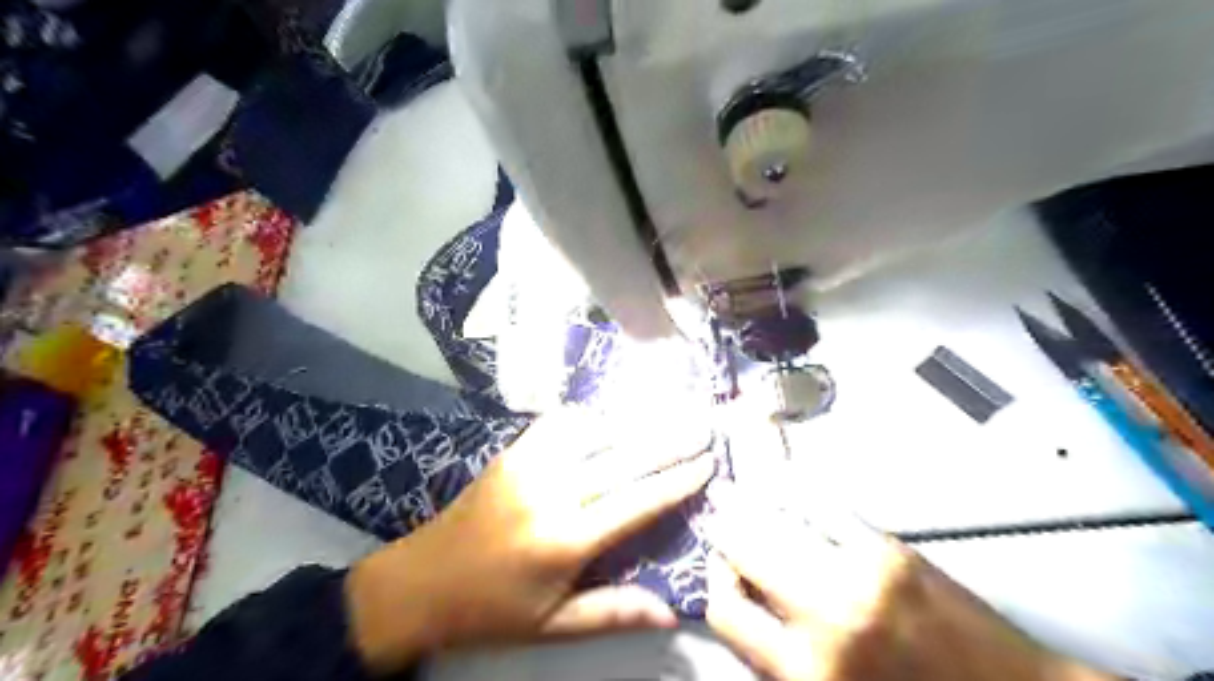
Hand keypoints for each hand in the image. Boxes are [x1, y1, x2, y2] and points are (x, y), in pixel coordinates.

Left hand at [347, 406, 713, 672]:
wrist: (421, 581)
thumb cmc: (492, 610)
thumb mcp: (553, 626)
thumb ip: (613, 612)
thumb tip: (672, 611)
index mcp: (565, 539)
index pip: (637, 502)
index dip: (676, 481)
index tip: (707, 463)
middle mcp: (552, 492)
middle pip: (624, 458)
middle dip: (669, 441)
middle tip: (702, 426)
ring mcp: (529, 465)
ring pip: (595, 433)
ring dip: (635, 423)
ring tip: (668, 415)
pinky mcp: (513, 453)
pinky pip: (559, 424)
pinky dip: (591, 417)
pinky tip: (610, 417)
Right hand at [708, 487, 1113, 680]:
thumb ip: (781, 656)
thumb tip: (745, 599)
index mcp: (806, 671)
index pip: (726, 610)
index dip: (713, 583)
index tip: (717, 567)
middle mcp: (824, 616)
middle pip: (746, 552)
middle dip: (723, 530)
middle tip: (714, 515)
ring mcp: (858, 574)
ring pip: (779, 522)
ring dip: (750, 504)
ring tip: (733, 493)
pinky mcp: (890, 549)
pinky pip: (824, 508)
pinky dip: (795, 493)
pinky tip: (781, 482)